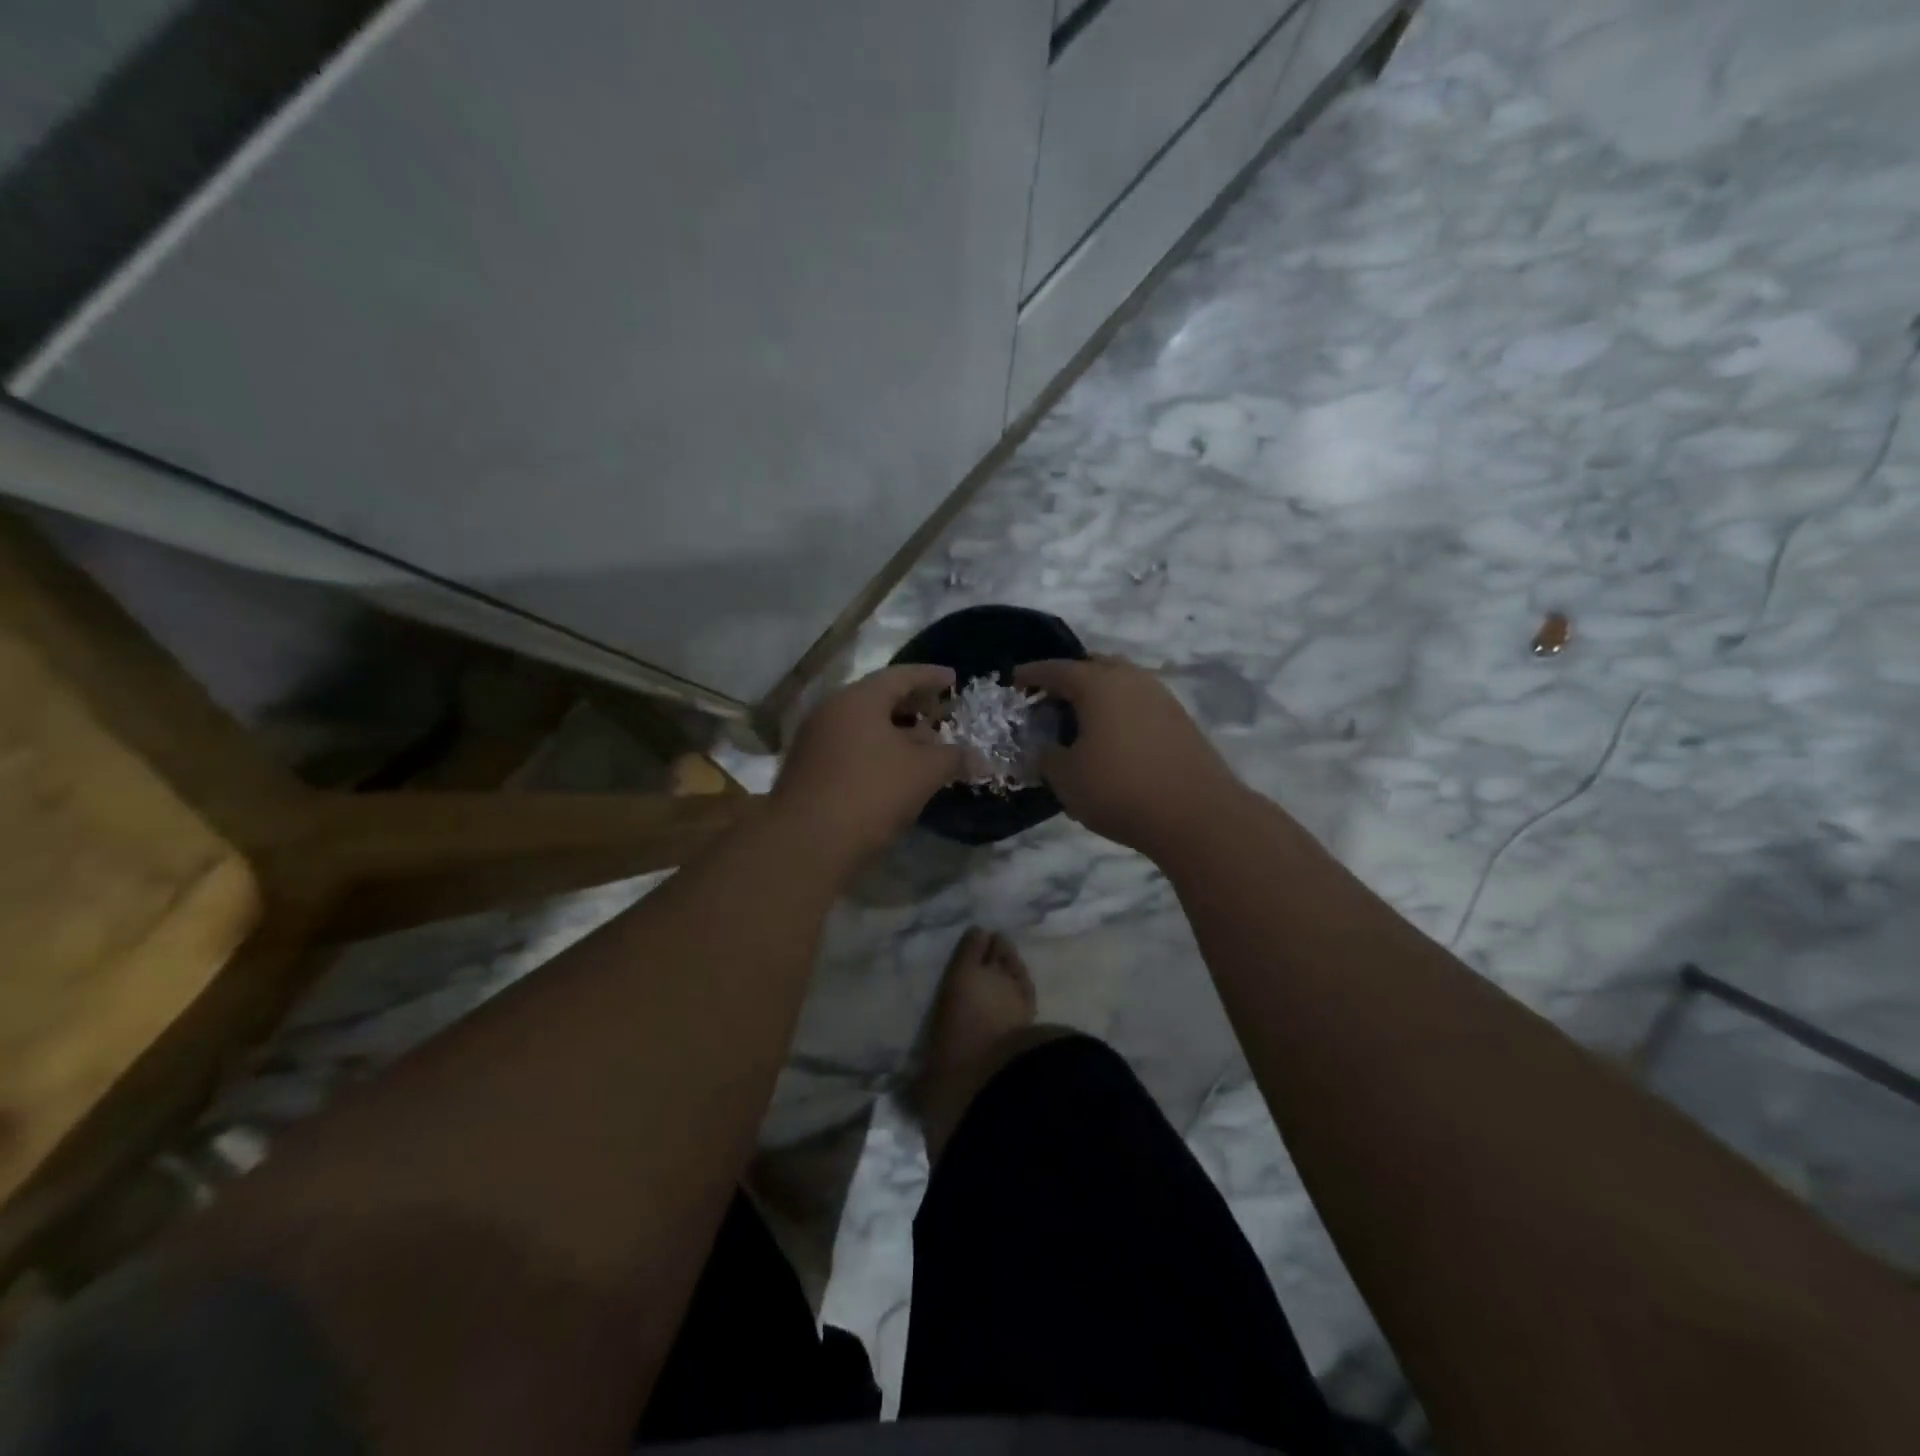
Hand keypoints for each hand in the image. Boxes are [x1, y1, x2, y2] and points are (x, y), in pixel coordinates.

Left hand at [773, 664, 961, 859]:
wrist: (805, 844)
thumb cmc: (870, 794)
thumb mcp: (924, 773)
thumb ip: (953, 757)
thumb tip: (977, 757)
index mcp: (858, 698)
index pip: (902, 675)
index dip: (931, 676)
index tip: (954, 679)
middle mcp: (831, 710)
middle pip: (879, 698)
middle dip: (913, 706)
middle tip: (940, 713)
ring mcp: (814, 739)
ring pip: (863, 725)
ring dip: (895, 732)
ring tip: (924, 746)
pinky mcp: (807, 768)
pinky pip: (850, 746)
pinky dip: (876, 750)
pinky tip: (895, 771)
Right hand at [1014, 656, 1243, 857]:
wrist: (1196, 815)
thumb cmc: (1119, 790)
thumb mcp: (1066, 779)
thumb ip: (1047, 757)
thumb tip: (1046, 749)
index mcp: (1098, 684)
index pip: (1056, 670)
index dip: (1032, 674)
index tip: (1015, 679)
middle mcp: (1131, 679)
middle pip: (1093, 666)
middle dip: (1069, 678)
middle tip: (1050, 699)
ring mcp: (1161, 697)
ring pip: (1121, 683)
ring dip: (1098, 695)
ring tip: (1080, 720)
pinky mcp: (1180, 720)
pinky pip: (1139, 703)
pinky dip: (1119, 711)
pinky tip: (1112, 737)